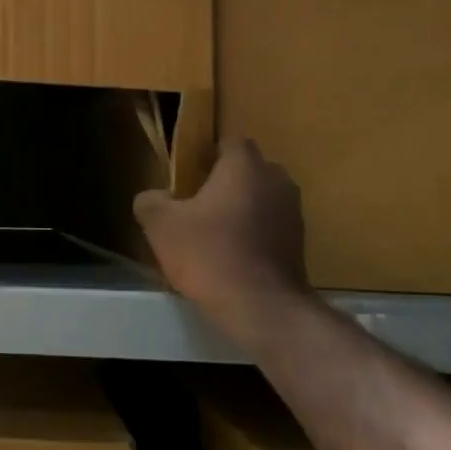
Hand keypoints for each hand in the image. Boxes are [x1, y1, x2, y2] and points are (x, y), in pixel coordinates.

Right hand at [134, 139, 315, 324]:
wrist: (262, 308)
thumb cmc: (210, 254)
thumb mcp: (161, 226)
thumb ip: (150, 201)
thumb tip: (154, 196)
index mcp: (245, 166)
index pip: (230, 141)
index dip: (207, 153)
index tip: (188, 174)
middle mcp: (276, 180)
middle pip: (248, 168)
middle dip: (225, 179)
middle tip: (197, 201)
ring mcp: (293, 211)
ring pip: (262, 196)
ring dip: (242, 206)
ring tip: (214, 230)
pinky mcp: (300, 241)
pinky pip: (272, 222)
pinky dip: (255, 230)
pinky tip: (233, 253)